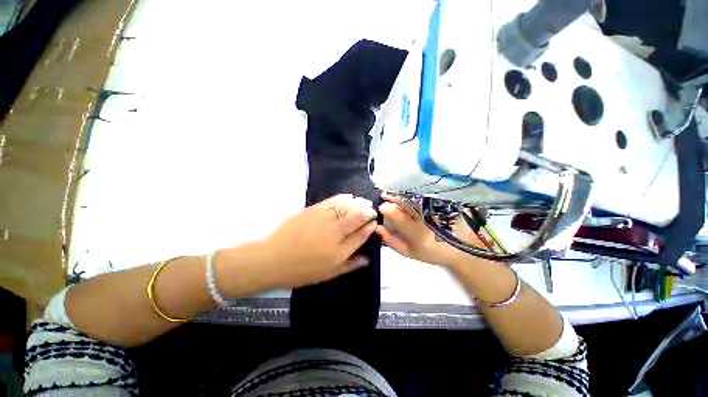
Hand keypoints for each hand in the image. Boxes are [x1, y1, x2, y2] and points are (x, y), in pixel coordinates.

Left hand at [261, 194, 377, 287]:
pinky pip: (332, 202)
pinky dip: (342, 198)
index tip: (374, 223)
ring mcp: (323, 220)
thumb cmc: (301, 270)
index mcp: (339, 252)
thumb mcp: (328, 274)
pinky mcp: (312, 211)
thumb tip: (367, 259)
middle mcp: (334, 234)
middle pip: (356, 219)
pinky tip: (348, 196)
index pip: (361, 236)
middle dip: (367, 212)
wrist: (273, 259)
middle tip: (371, 210)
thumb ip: (350, 266)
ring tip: (363, 202)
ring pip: (346, 208)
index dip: (369, 228)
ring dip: (358, 204)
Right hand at [375, 193, 481, 266]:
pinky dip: (412, 193)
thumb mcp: (408, 251)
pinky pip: (423, 194)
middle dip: (391, 196)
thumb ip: (390, 240)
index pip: (395, 214)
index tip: (381, 208)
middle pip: (404, 200)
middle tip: (384, 195)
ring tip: (392, 193)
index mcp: (416, 232)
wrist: (460, 247)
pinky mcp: (442, 201)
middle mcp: (425, 217)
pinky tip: (407, 194)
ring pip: (413, 195)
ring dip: (400, 193)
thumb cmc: (431, 252)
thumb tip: (376, 227)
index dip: (385, 208)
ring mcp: (435, 207)